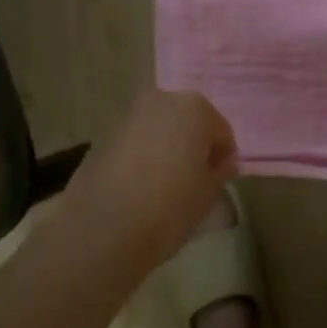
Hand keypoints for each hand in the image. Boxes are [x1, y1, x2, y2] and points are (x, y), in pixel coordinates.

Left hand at [59, 90, 237, 267]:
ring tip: (166, 183)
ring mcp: (128, 114)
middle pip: (187, 121)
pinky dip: (143, 153)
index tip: (220, 179)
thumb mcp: (208, 193)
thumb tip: (222, 163)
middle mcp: (161, 100)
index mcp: (195, 108)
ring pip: (159, 128)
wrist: (104, 227)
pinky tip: (141, 184)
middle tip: (195, 178)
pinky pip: (136, 140)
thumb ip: (220, 171)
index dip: (223, 156)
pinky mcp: (103, 133)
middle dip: (193, 144)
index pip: (220, 130)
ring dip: (167, 147)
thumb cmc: (170, 207)